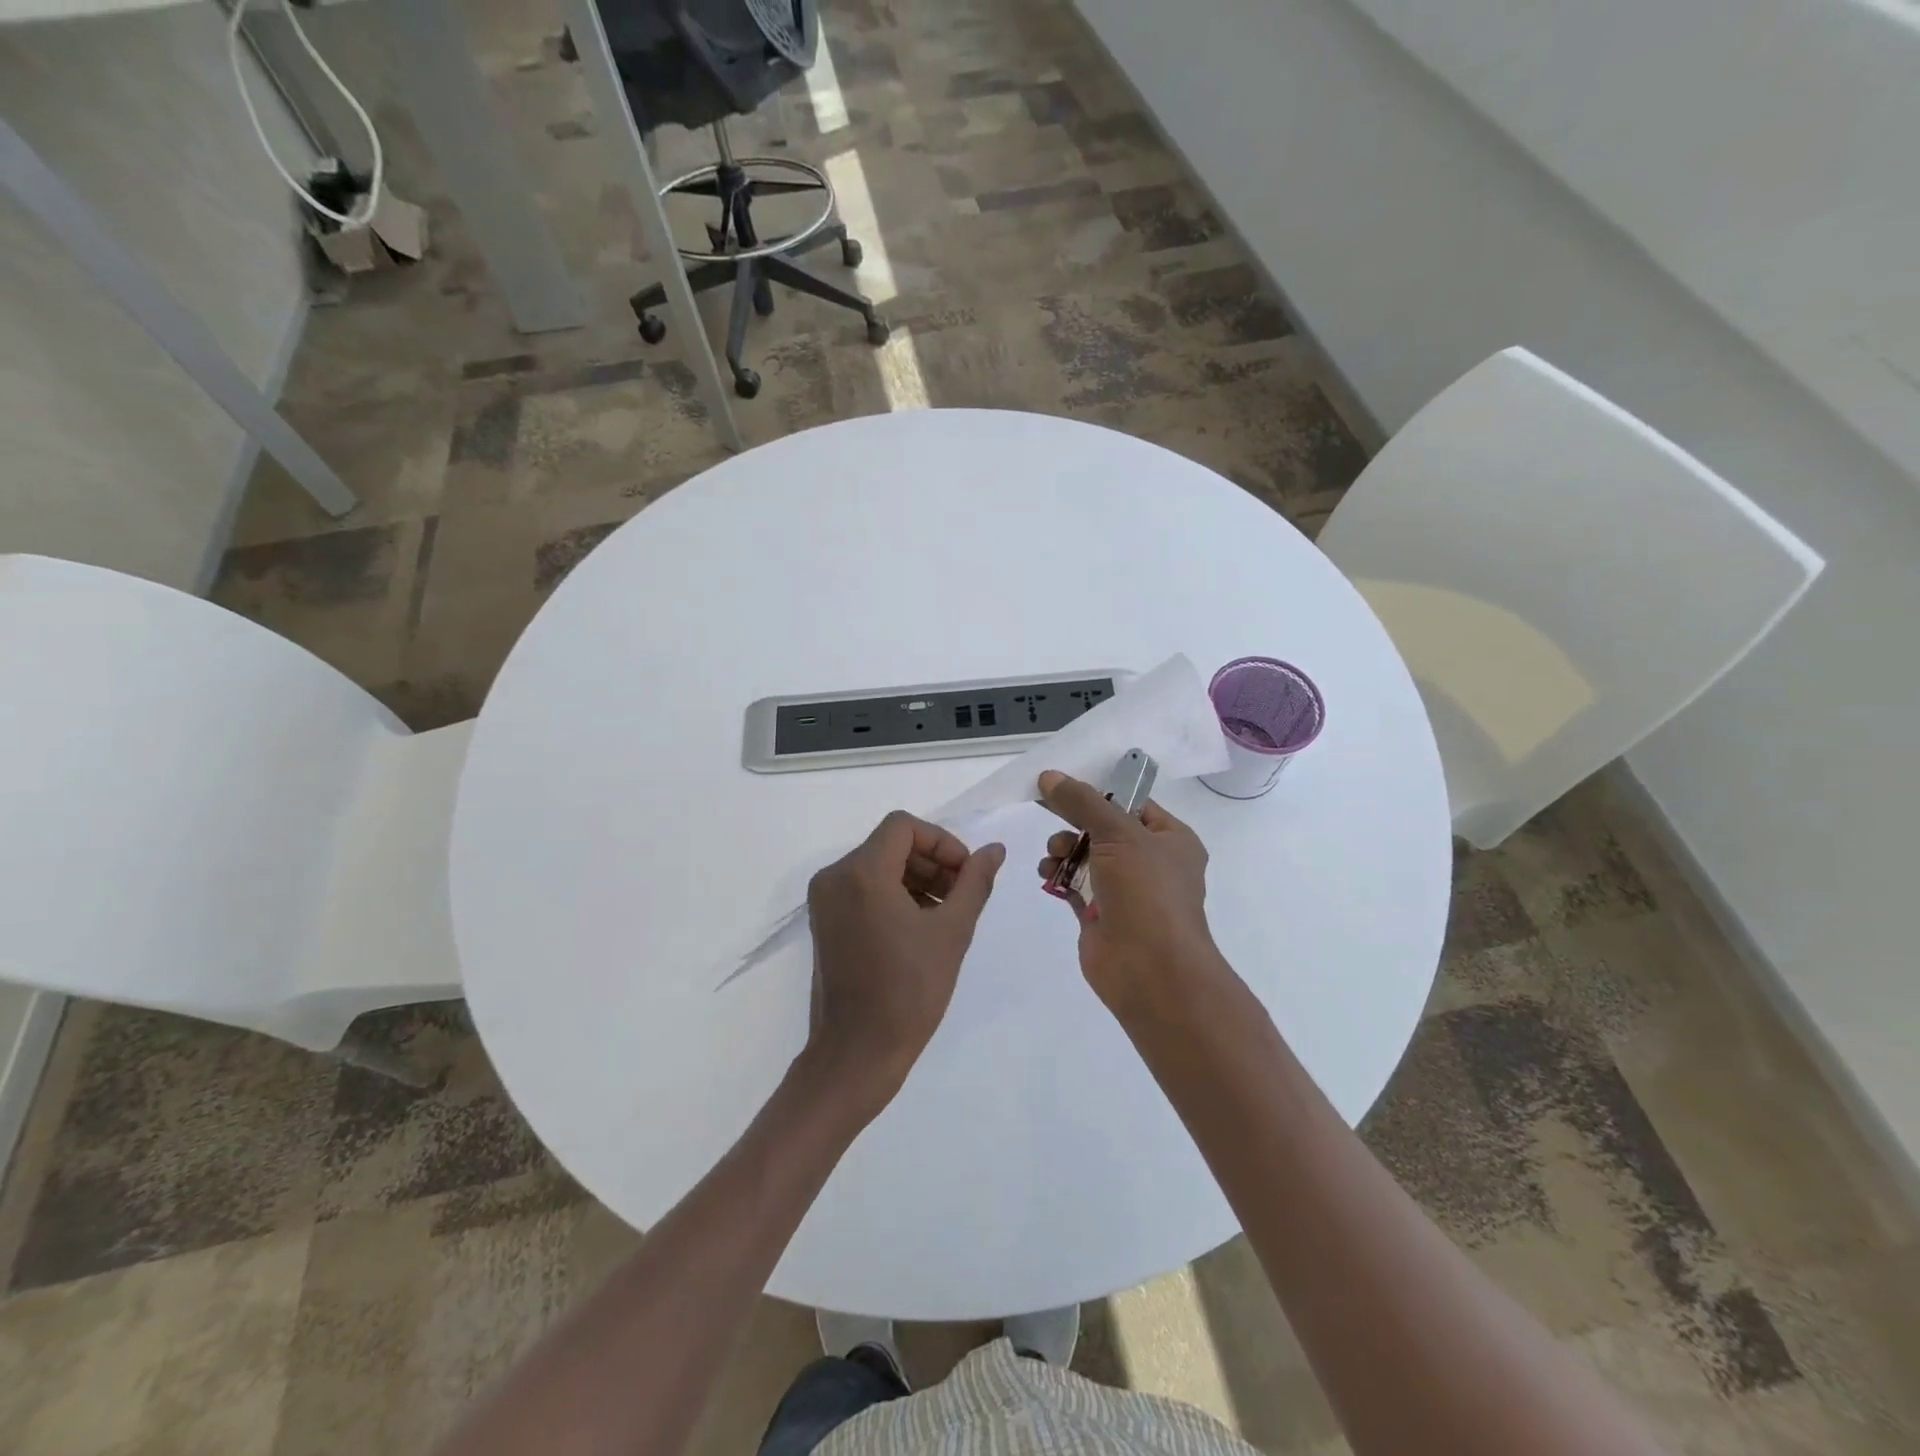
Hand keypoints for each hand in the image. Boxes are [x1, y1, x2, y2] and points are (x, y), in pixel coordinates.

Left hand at [805, 811, 1004, 1117]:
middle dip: (932, 863)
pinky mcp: (825, 923)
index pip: (904, 827)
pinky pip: (863, 889)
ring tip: (946, 915)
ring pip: (878, 867)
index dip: (942, 842)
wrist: (856, 1054)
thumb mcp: (952, 932)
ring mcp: (825, 901)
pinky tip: (920, 928)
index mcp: (862, 873)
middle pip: (890, 845)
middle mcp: (835, 877)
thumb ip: (975, 882)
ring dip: (916, 880)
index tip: (966, 874)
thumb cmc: (908, 991)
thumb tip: (995, 850)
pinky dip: (895, 896)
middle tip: (962, 896)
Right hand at [1036, 770, 1221, 1013]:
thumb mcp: (1117, 833)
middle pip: (1105, 829)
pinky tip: (1046, 872)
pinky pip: (1076, 885)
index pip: (1133, 804)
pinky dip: (1059, 875)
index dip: (1099, 793)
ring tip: (1052, 854)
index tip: (1063, 786)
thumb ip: (1082, 802)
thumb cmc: (1145, 891)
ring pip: (1088, 856)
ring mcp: (1127, 892)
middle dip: (1075, 822)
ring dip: (1064, 848)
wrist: (1148, 968)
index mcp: (1172, 839)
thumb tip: (1049, 776)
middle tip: (1051, 817)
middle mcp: (1152, 863)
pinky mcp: (1102, 916)